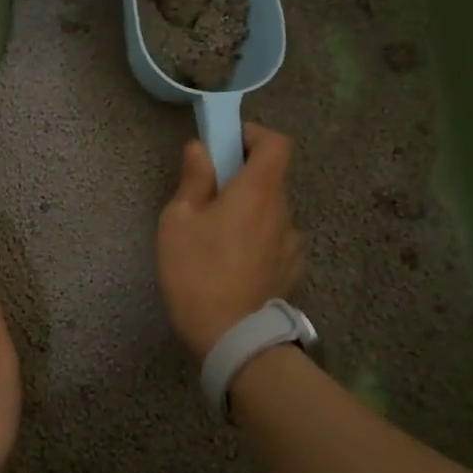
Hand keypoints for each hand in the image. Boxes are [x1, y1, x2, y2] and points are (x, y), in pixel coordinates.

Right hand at [157, 123, 304, 360]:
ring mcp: (293, 243)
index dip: (254, 135)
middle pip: (271, 178)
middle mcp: (284, 210)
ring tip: (218, 238)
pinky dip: (258, 239)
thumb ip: (194, 180)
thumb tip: (200, 149)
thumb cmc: (197, 271)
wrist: (231, 336)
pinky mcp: (292, 270)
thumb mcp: (179, 221)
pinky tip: (234, 264)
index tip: (228, 144)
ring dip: (250, 212)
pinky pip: (275, 240)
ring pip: (271, 212)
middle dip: (242, 179)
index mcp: (258, 191)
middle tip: (209, 197)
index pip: (276, 143)